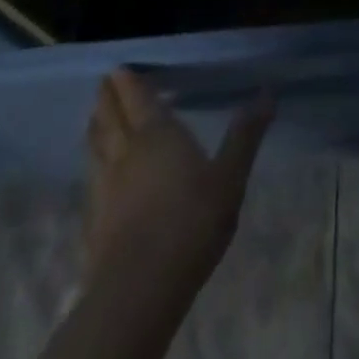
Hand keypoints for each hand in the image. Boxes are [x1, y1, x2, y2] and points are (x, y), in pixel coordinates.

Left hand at [83, 68, 273, 289]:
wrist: (139, 290)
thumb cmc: (191, 222)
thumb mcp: (230, 176)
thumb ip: (245, 135)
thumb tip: (267, 92)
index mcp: (157, 135)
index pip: (139, 100)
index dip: (128, 83)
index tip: (118, 68)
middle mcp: (126, 153)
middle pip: (111, 119)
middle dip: (107, 100)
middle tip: (104, 84)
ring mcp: (105, 188)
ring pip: (96, 148)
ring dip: (96, 129)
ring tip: (95, 119)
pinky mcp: (93, 221)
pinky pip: (91, 178)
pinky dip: (92, 164)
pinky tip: (96, 173)